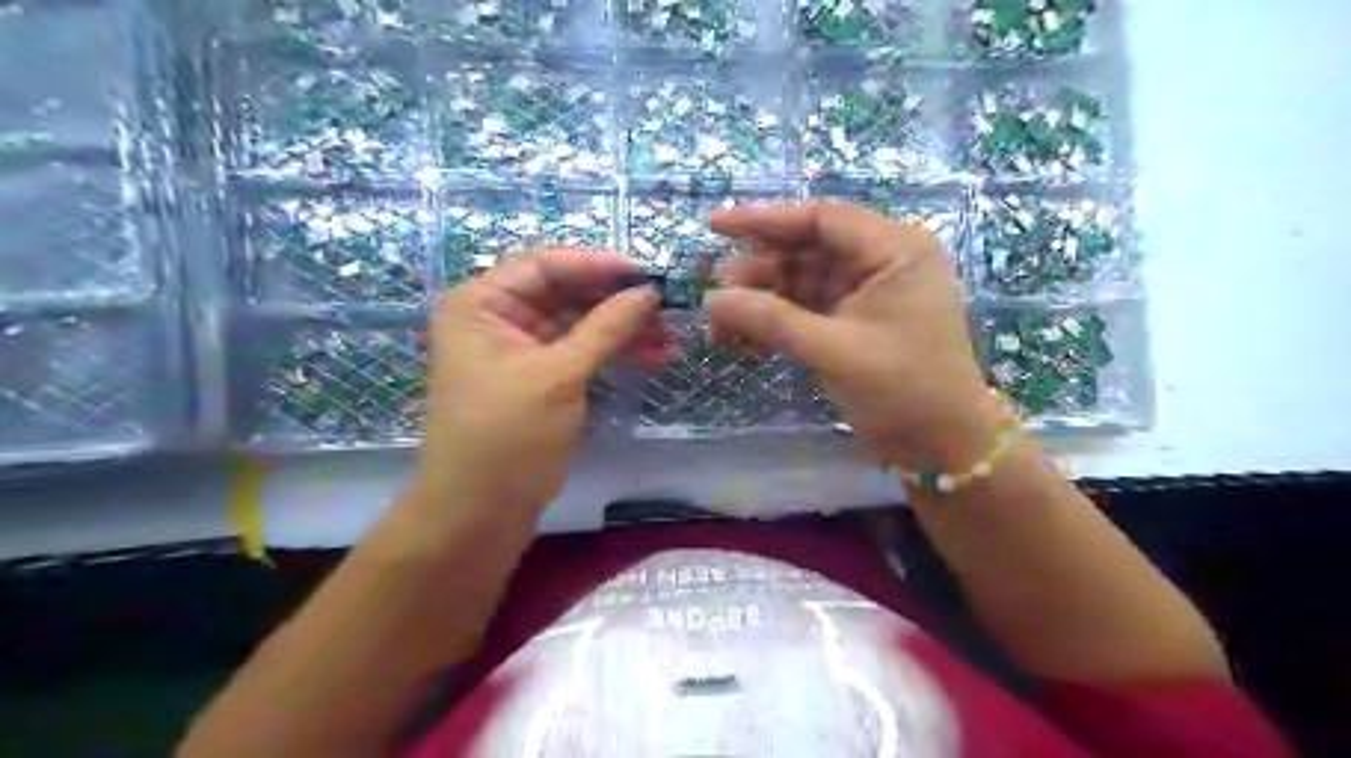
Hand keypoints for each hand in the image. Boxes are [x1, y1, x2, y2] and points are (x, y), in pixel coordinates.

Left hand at [414, 253, 663, 518]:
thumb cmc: (508, 434)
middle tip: (665, 307)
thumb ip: (606, 328)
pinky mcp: (541, 377)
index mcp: (481, 304)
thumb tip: (649, 292)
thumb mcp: (558, 375)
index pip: (544, 265)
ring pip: (579, 324)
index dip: (596, 265)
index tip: (646, 274)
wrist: (481, 511)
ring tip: (668, 336)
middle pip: (565, 293)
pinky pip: (581, 351)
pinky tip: (652, 355)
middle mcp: (497, 318)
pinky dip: (614, 352)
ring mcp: (520, 349)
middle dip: (615, 301)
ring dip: (622, 329)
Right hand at [707, 205, 1000, 469]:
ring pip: (800, 283)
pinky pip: (806, 310)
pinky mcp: (853, 323)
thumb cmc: (902, 390)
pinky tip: (747, 343)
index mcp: (895, 250)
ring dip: (761, 303)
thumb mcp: (833, 350)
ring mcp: (866, 294)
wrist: (939, 447)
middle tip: (715, 296)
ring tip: (720, 329)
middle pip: (806, 250)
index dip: (764, 220)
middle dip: (758, 272)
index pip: (821, 219)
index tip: (714, 225)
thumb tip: (711, 300)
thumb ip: (770, 320)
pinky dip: (776, 323)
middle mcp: (882, 262)